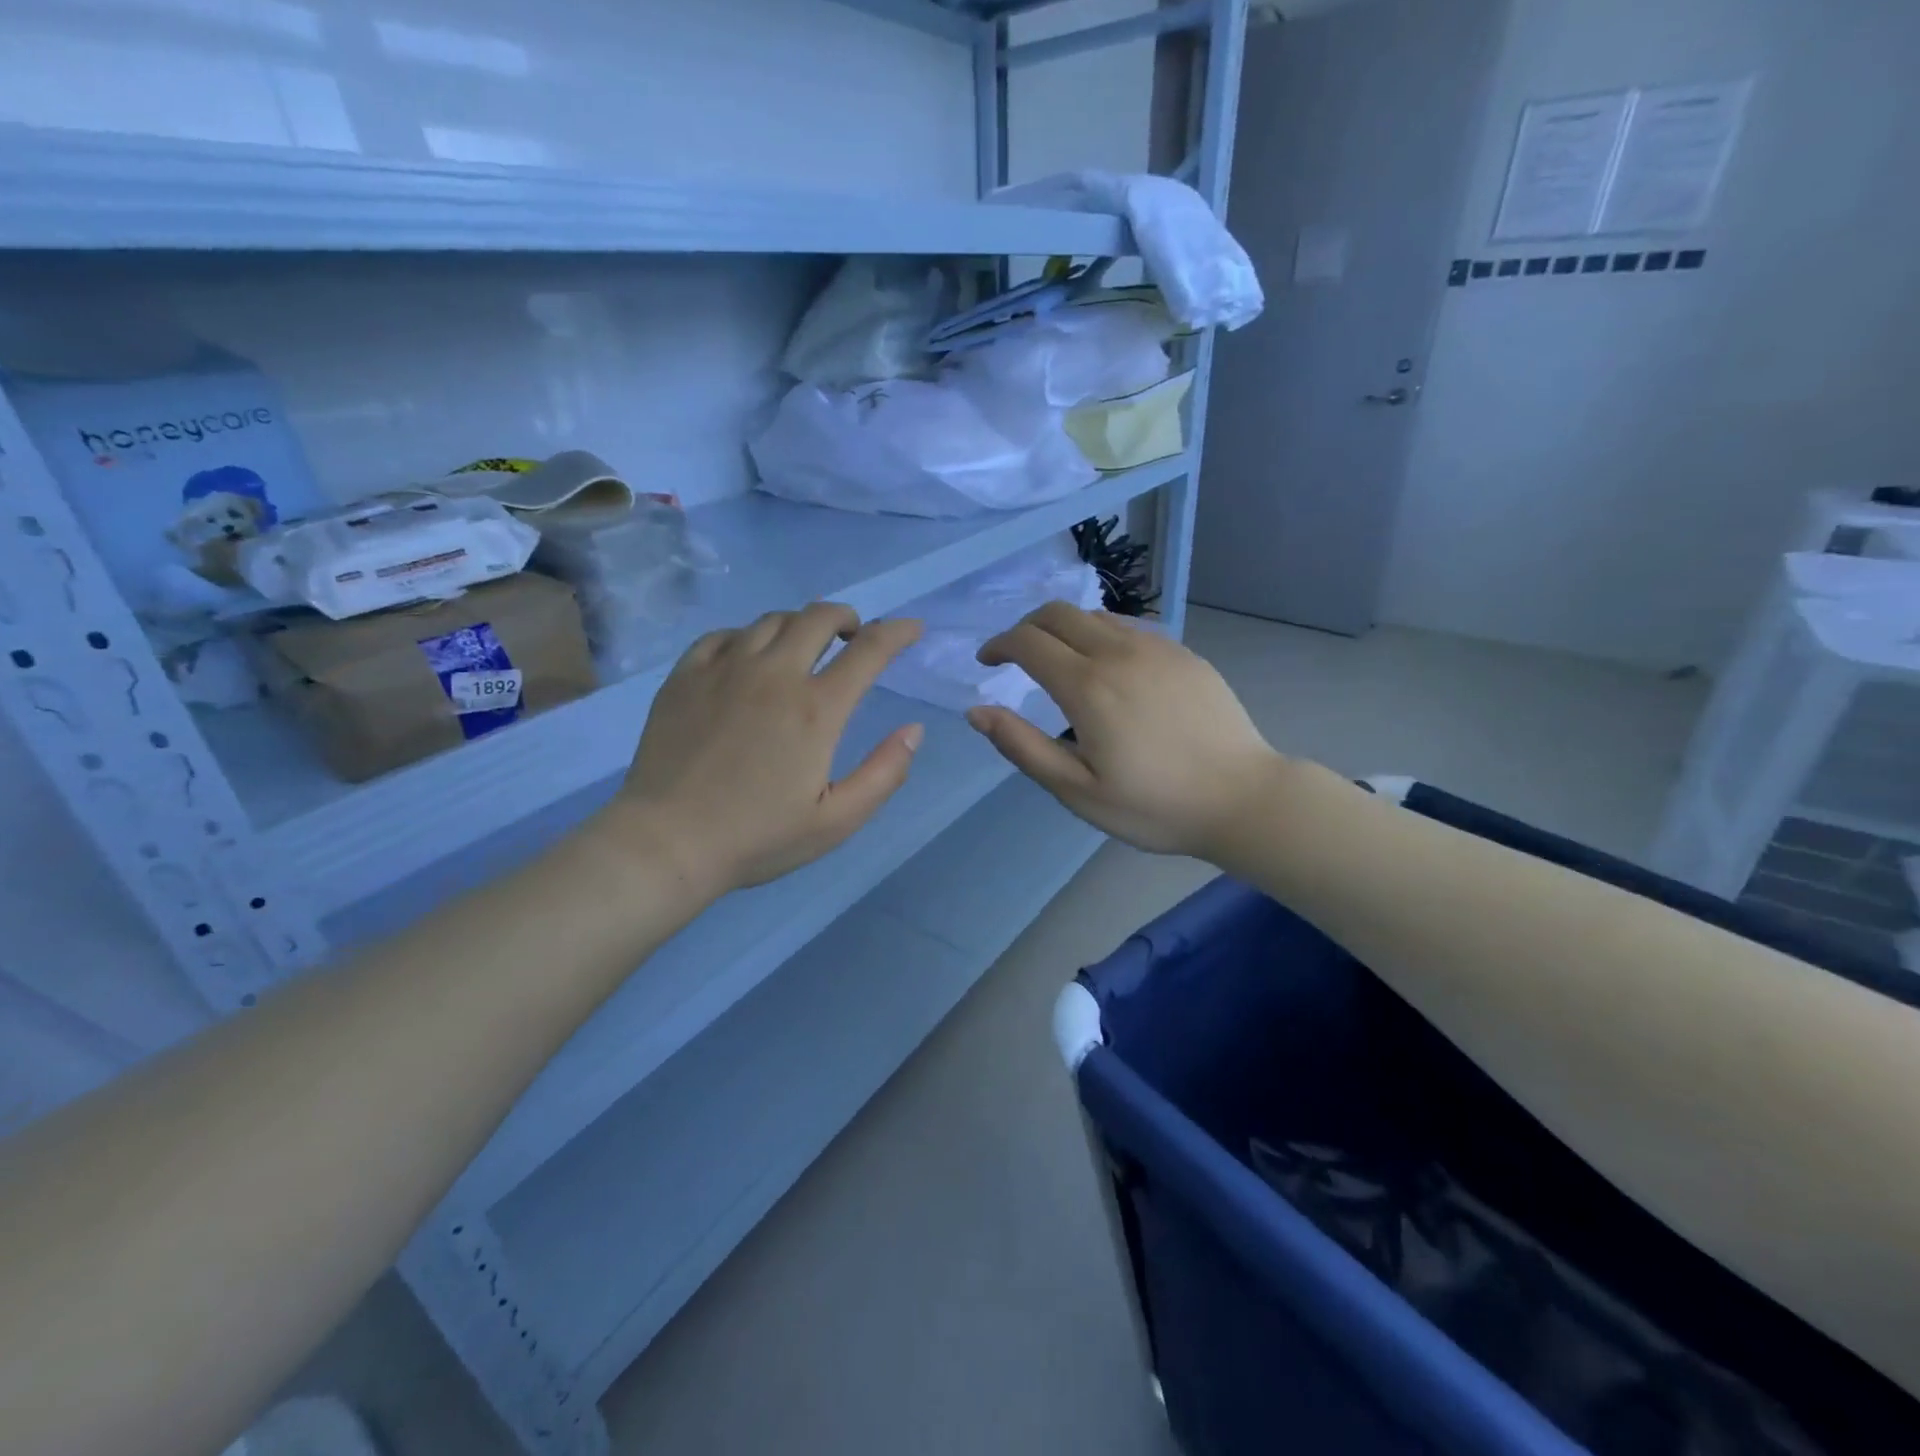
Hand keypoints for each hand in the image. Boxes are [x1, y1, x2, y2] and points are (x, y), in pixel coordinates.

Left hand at [606, 603, 924, 895]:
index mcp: (816, 709)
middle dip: (846, 617)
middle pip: (818, 617)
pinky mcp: (686, 676)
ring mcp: (724, 669)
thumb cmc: (757, 836)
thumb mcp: (836, 821)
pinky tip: (748, 658)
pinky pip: (724, 635)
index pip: (869, 651)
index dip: (897, 633)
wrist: (667, 842)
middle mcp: (774, 674)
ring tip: (803, 646)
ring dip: (799, 625)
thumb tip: (914, 730)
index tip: (911, 628)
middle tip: (852, 635)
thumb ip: (884, 774)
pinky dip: (749, 637)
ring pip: (771, 620)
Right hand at [966, 603, 1283, 859]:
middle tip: (1016, 656)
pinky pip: (1130, 627)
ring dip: (1064, 628)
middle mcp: (1119, 653)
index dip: (999, 645)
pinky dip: (1101, 634)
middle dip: (1026, 627)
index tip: (987, 662)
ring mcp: (1157, 648)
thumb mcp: (1077, 790)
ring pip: (1095, 615)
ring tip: (1059, 660)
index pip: (1028, 642)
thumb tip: (976, 711)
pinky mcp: (1184, 653)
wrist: (1243, 798)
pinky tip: (1108, 666)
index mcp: (1088, 686)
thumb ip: (1022, 746)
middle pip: (1057, 613)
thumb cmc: (1154, 805)